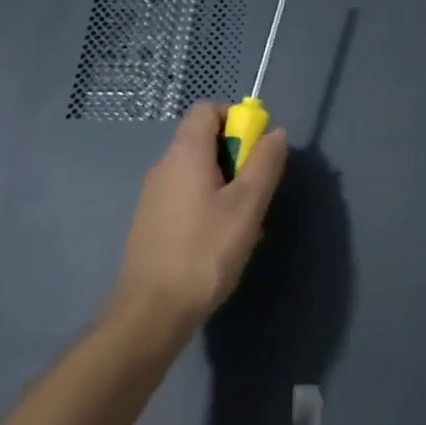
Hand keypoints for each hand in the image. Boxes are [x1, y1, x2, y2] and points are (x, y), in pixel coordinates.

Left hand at [111, 102, 286, 337]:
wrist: (150, 315)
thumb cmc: (204, 252)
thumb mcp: (247, 206)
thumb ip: (264, 163)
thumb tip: (275, 133)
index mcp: (185, 152)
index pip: (207, 109)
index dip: (235, 118)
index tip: (256, 149)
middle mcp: (165, 165)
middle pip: (204, 139)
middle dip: (236, 156)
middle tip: (255, 191)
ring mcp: (154, 195)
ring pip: (197, 171)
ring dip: (225, 184)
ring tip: (242, 222)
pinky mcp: (151, 222)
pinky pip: (186, 195)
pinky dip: (207, 204)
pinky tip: (219, 241)